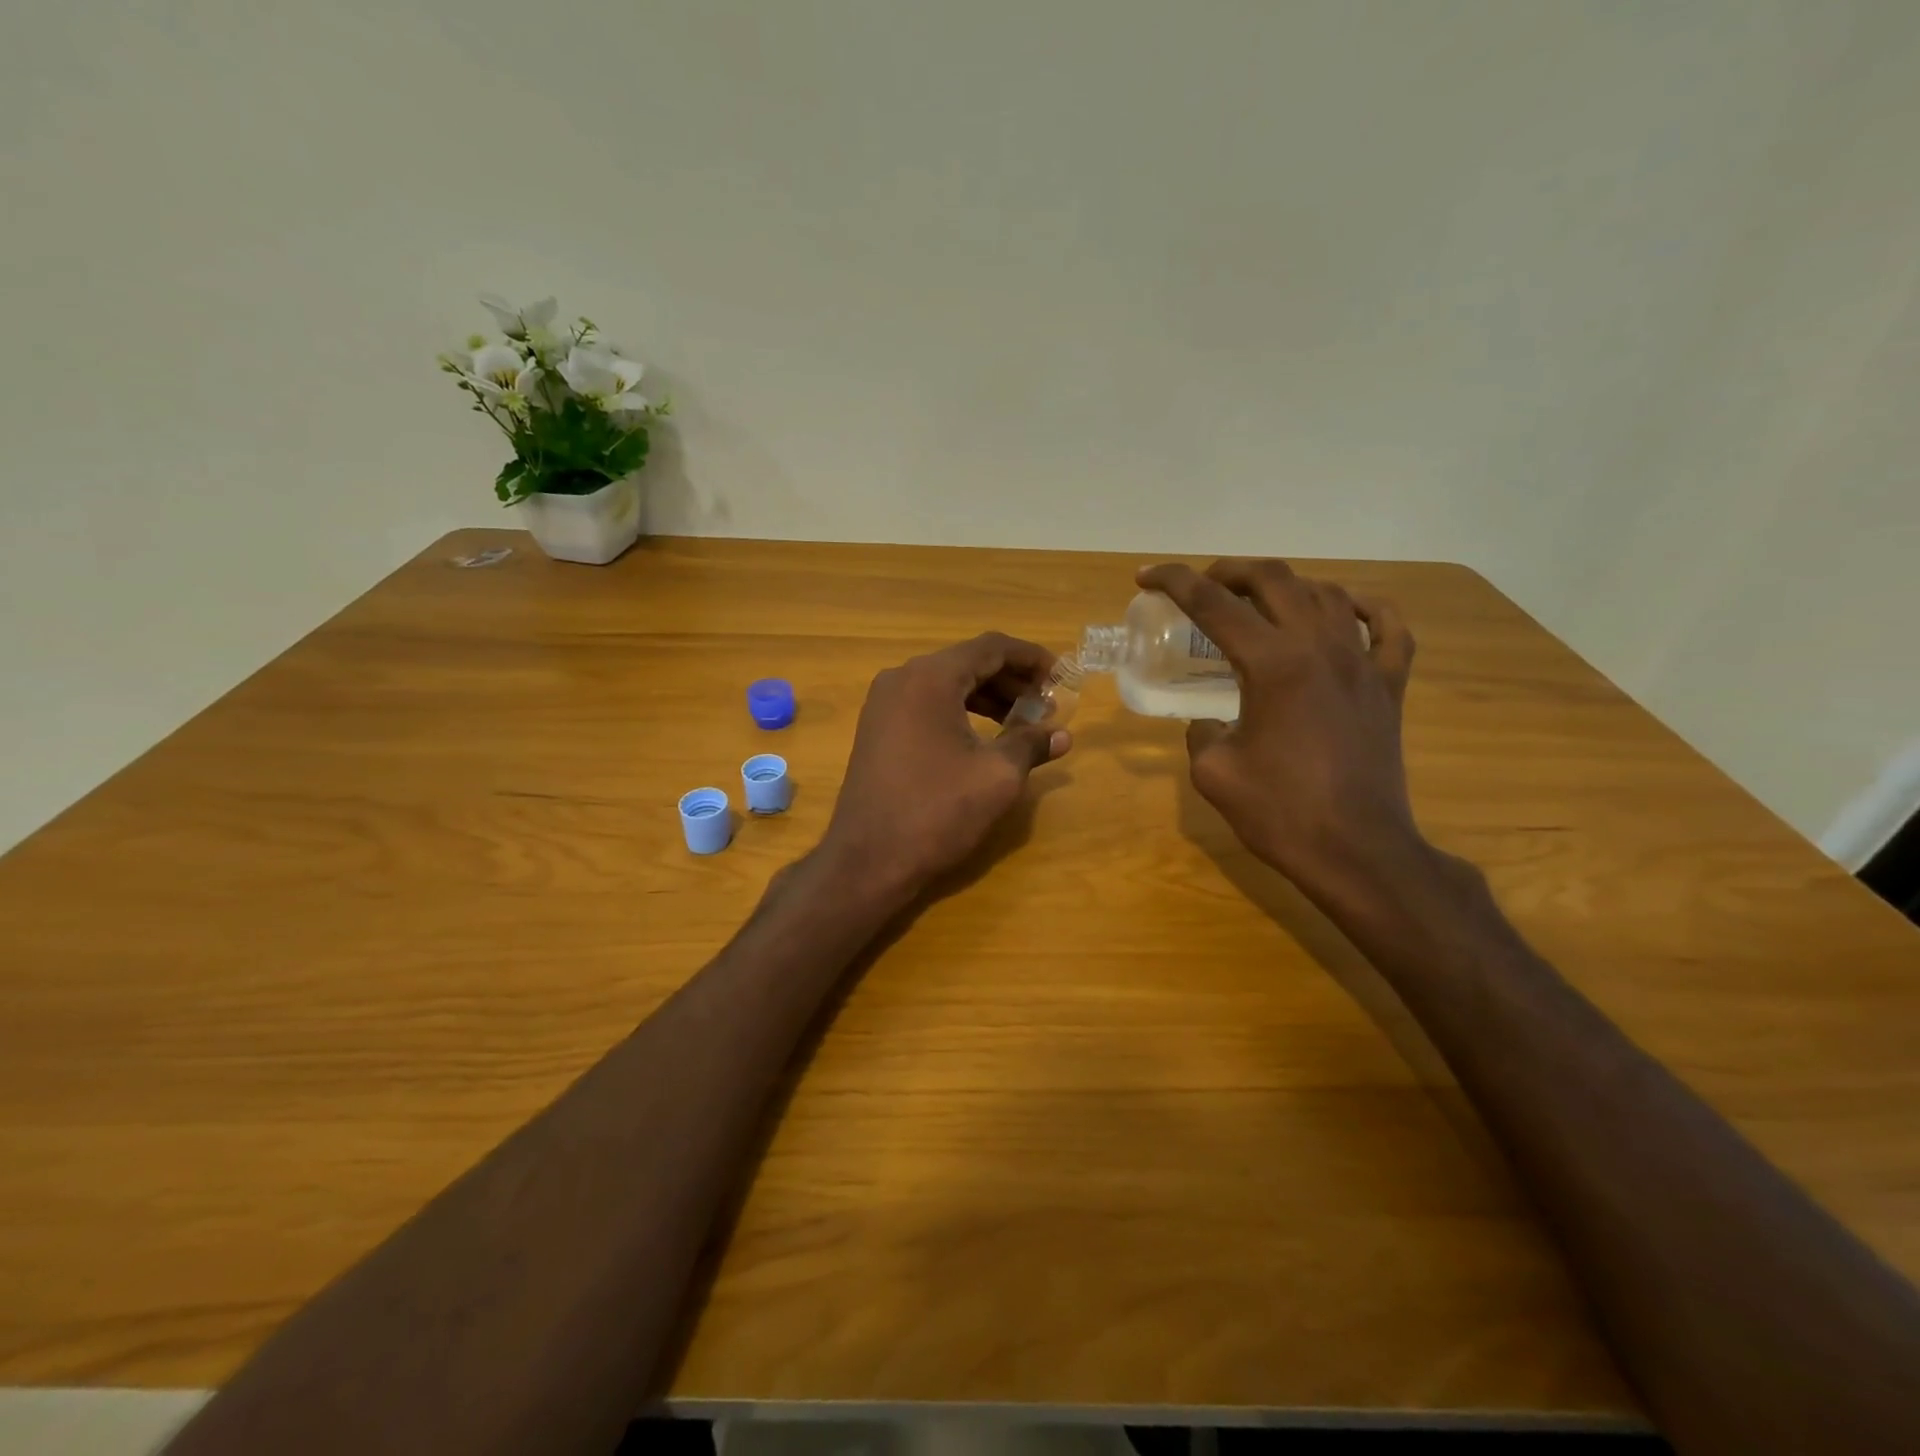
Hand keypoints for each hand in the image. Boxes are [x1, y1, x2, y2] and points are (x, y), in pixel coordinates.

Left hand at [820, 633, 1071, 899]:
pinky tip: (984, 736)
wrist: (868, 859)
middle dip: (1012, 680)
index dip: (1032, 658)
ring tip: (1023, 722)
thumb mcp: (997, 776)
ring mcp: (884, 704)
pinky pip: (927, 704)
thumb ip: (1031, 744)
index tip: (1062, 678)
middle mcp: (902, 679)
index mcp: (930, 678)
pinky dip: (961, 711)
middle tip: (1047, 705)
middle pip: (968, 662)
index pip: (991, 647)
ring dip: (988, 697)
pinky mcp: (877, 729)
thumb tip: (1062, 734)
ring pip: (947, 684)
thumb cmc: (937, 811)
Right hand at [1138, 559, 1422, 900]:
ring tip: (1257, 601)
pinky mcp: (1389, 685)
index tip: (1147, 577)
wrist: (1357, 852)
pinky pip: (1388, 627)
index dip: (1174, 582)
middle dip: (1228, 571)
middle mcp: (1320, 647)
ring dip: (1284, 587)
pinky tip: (1343, 609)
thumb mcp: (1214, 772)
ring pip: (1326, 594)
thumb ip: (1201, 733)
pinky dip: (1364, 607)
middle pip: (1274, 579)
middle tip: (1201, 585)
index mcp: (1273, 664)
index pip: (1214, 604)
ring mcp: (1363, 663)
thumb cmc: (1279, 813)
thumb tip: (1210, 722)